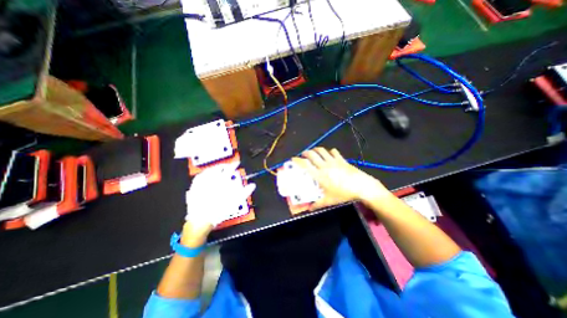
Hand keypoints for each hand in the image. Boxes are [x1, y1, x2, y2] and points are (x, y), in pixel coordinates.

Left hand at [184, 163, 256, 244]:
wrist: (201, 219)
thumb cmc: (219, 210)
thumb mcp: (235, 201)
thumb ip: (245, 192)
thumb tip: (252, 185)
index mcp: (222, 182)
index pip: (230, 169)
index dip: (234, 165)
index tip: (237, 163)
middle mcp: (211, 180)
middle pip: (218, 168)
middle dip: (224, 165)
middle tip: (228, 165)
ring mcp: (202, 183)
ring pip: (209, 171)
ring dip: (215, 168)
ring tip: (218, 168)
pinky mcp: (194, 187)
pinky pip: (199, 176)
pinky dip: (204, 173)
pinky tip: (205, 174)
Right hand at [292, 147, 389, 209]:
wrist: (362, 187)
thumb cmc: (344, 194)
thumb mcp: (329, 201)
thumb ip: (318, 204)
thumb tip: (309, 209)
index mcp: (319, 175)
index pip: (305, 165)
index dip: (298, 160)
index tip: (293, 159)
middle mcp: (325, 166)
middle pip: (312, 154)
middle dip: (306, 152)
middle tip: (303, 154)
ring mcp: (334, 161)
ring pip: (322, 151)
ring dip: (316, 150)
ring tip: (314, 152)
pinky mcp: (342, 160)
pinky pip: (334, 152)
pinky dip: (330, 152)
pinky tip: (330, 154)